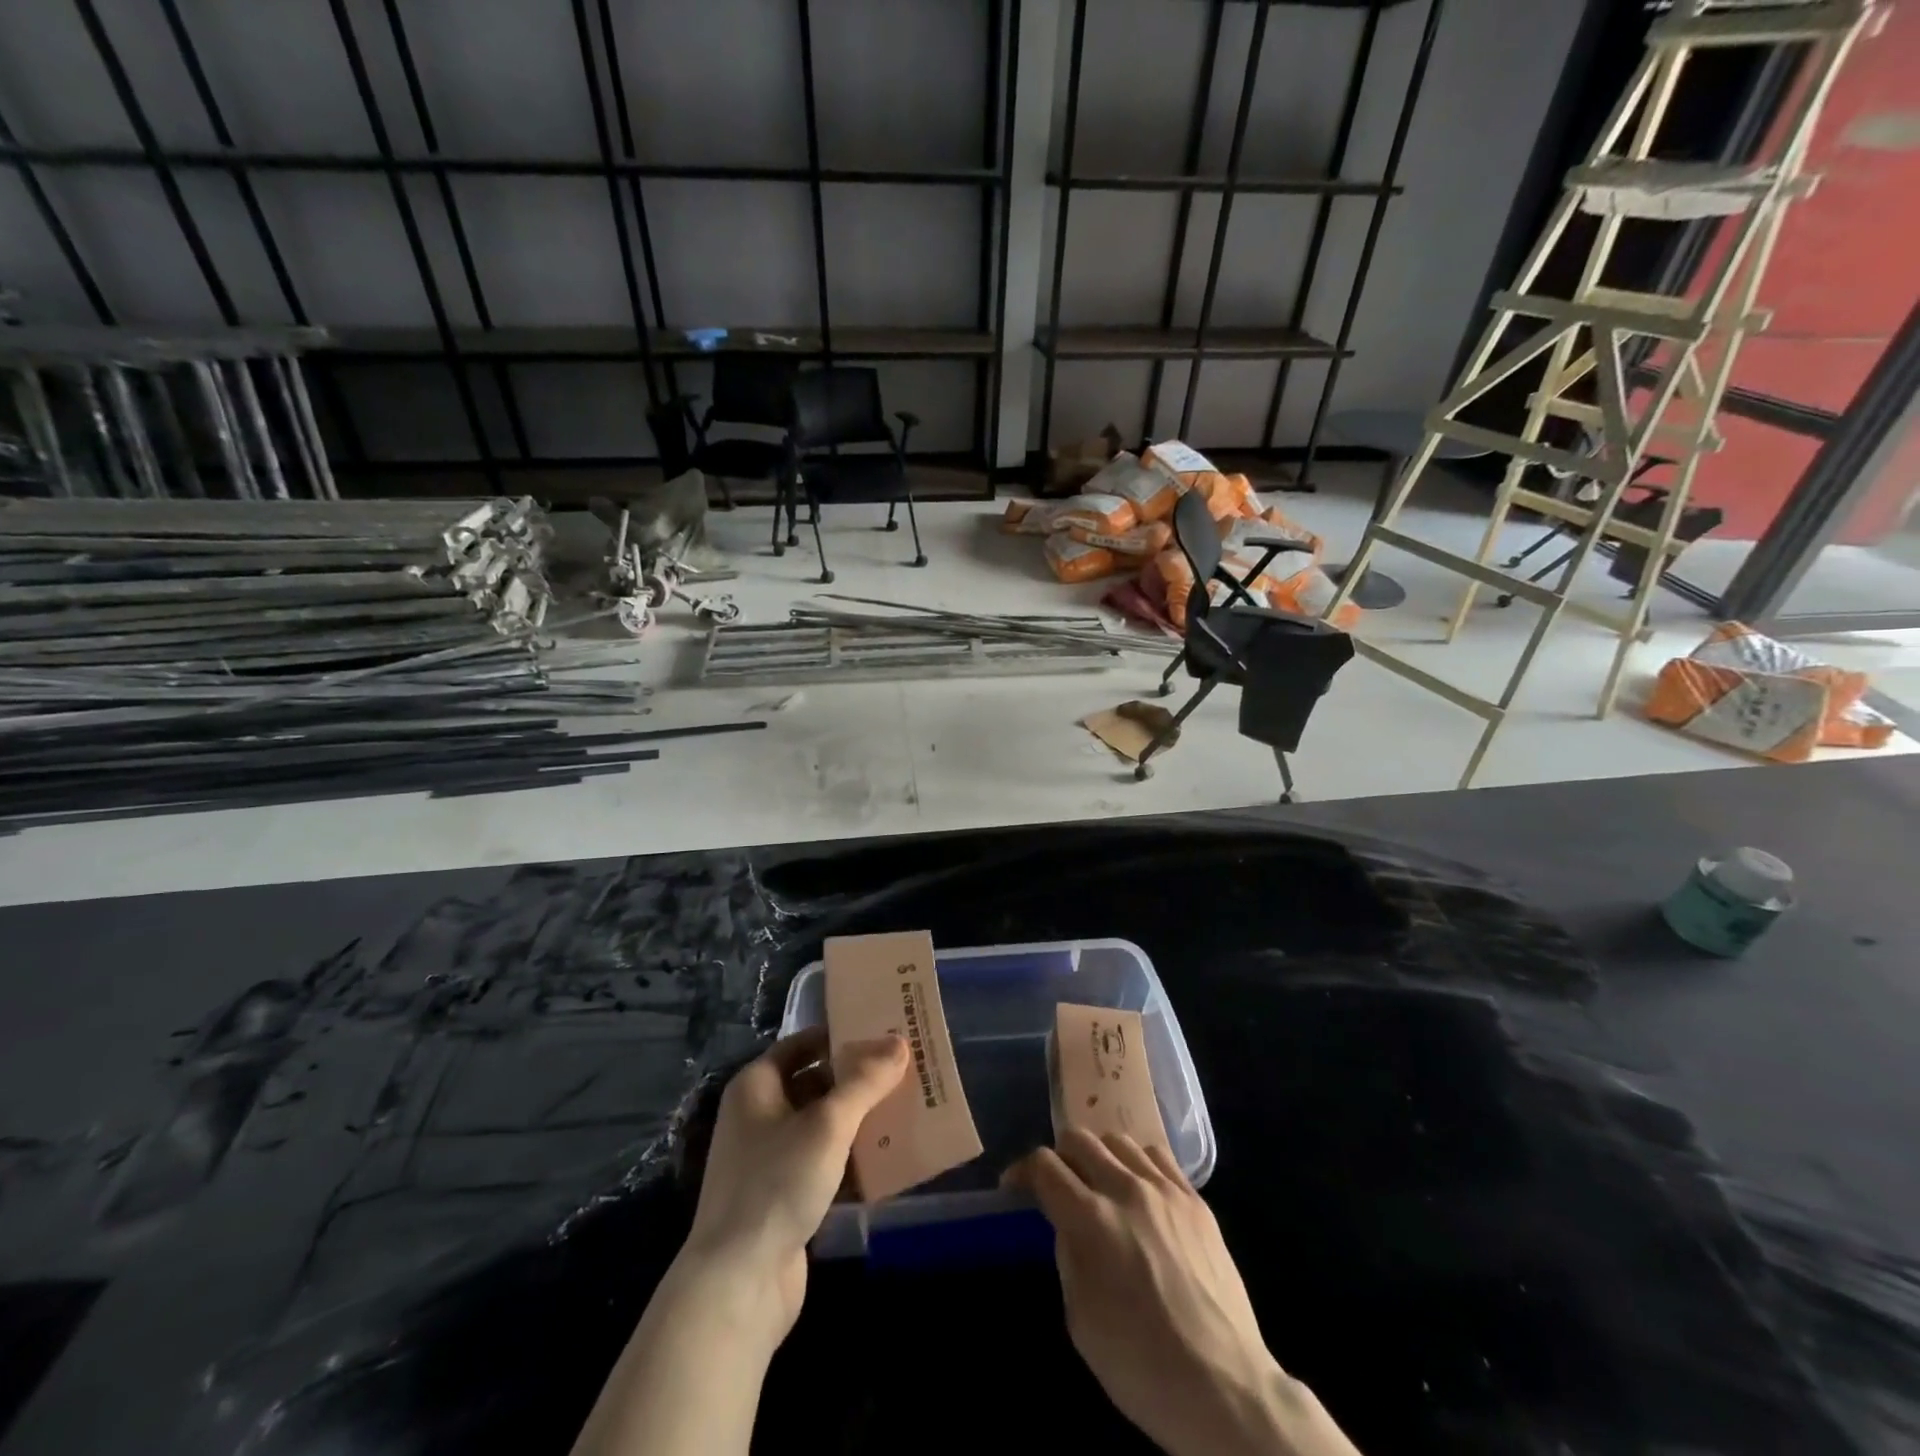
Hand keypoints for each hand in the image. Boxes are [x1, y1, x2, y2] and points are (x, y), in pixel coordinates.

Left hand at [681, 1027, 907, 1340]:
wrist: (738, 1285)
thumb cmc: (777, 1184)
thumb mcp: (827, 1124)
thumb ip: (865, 1082)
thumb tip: (898, 1042)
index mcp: (757, 1085)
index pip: (803, 1044)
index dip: (840, 1035)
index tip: (883, 1031)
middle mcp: (759, 1115)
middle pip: (815, 1083)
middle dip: (857, 1078)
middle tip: (904, 1068)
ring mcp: (770, 1159)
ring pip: (823, 1125)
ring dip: (860, 1119)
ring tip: (907, 1106)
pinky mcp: (785, 1197)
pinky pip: (825, 1163)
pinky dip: (853, 1158)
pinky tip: (891, 1156)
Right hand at [1006, 1131, 1358, 1455]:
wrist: (1225, 1387)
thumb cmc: (1142, 1367)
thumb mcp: (1081, 1320)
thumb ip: (1068, 1256)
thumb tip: (1066, 1224)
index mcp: (1091, 1220)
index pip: (1044, 1166)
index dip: (1022, 1171)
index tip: (1016, 1188)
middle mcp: (1126, 1190)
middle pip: (1079, 1139)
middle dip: (1060, 1157)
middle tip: (1059, 1187)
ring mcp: (1165, 1190)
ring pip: (1118, 1140)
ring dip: (1099, 1156)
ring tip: (1101, 1185)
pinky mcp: (1195, 1200)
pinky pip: (1158, 1156)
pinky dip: (1138, 1163)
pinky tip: (1139, 1190)